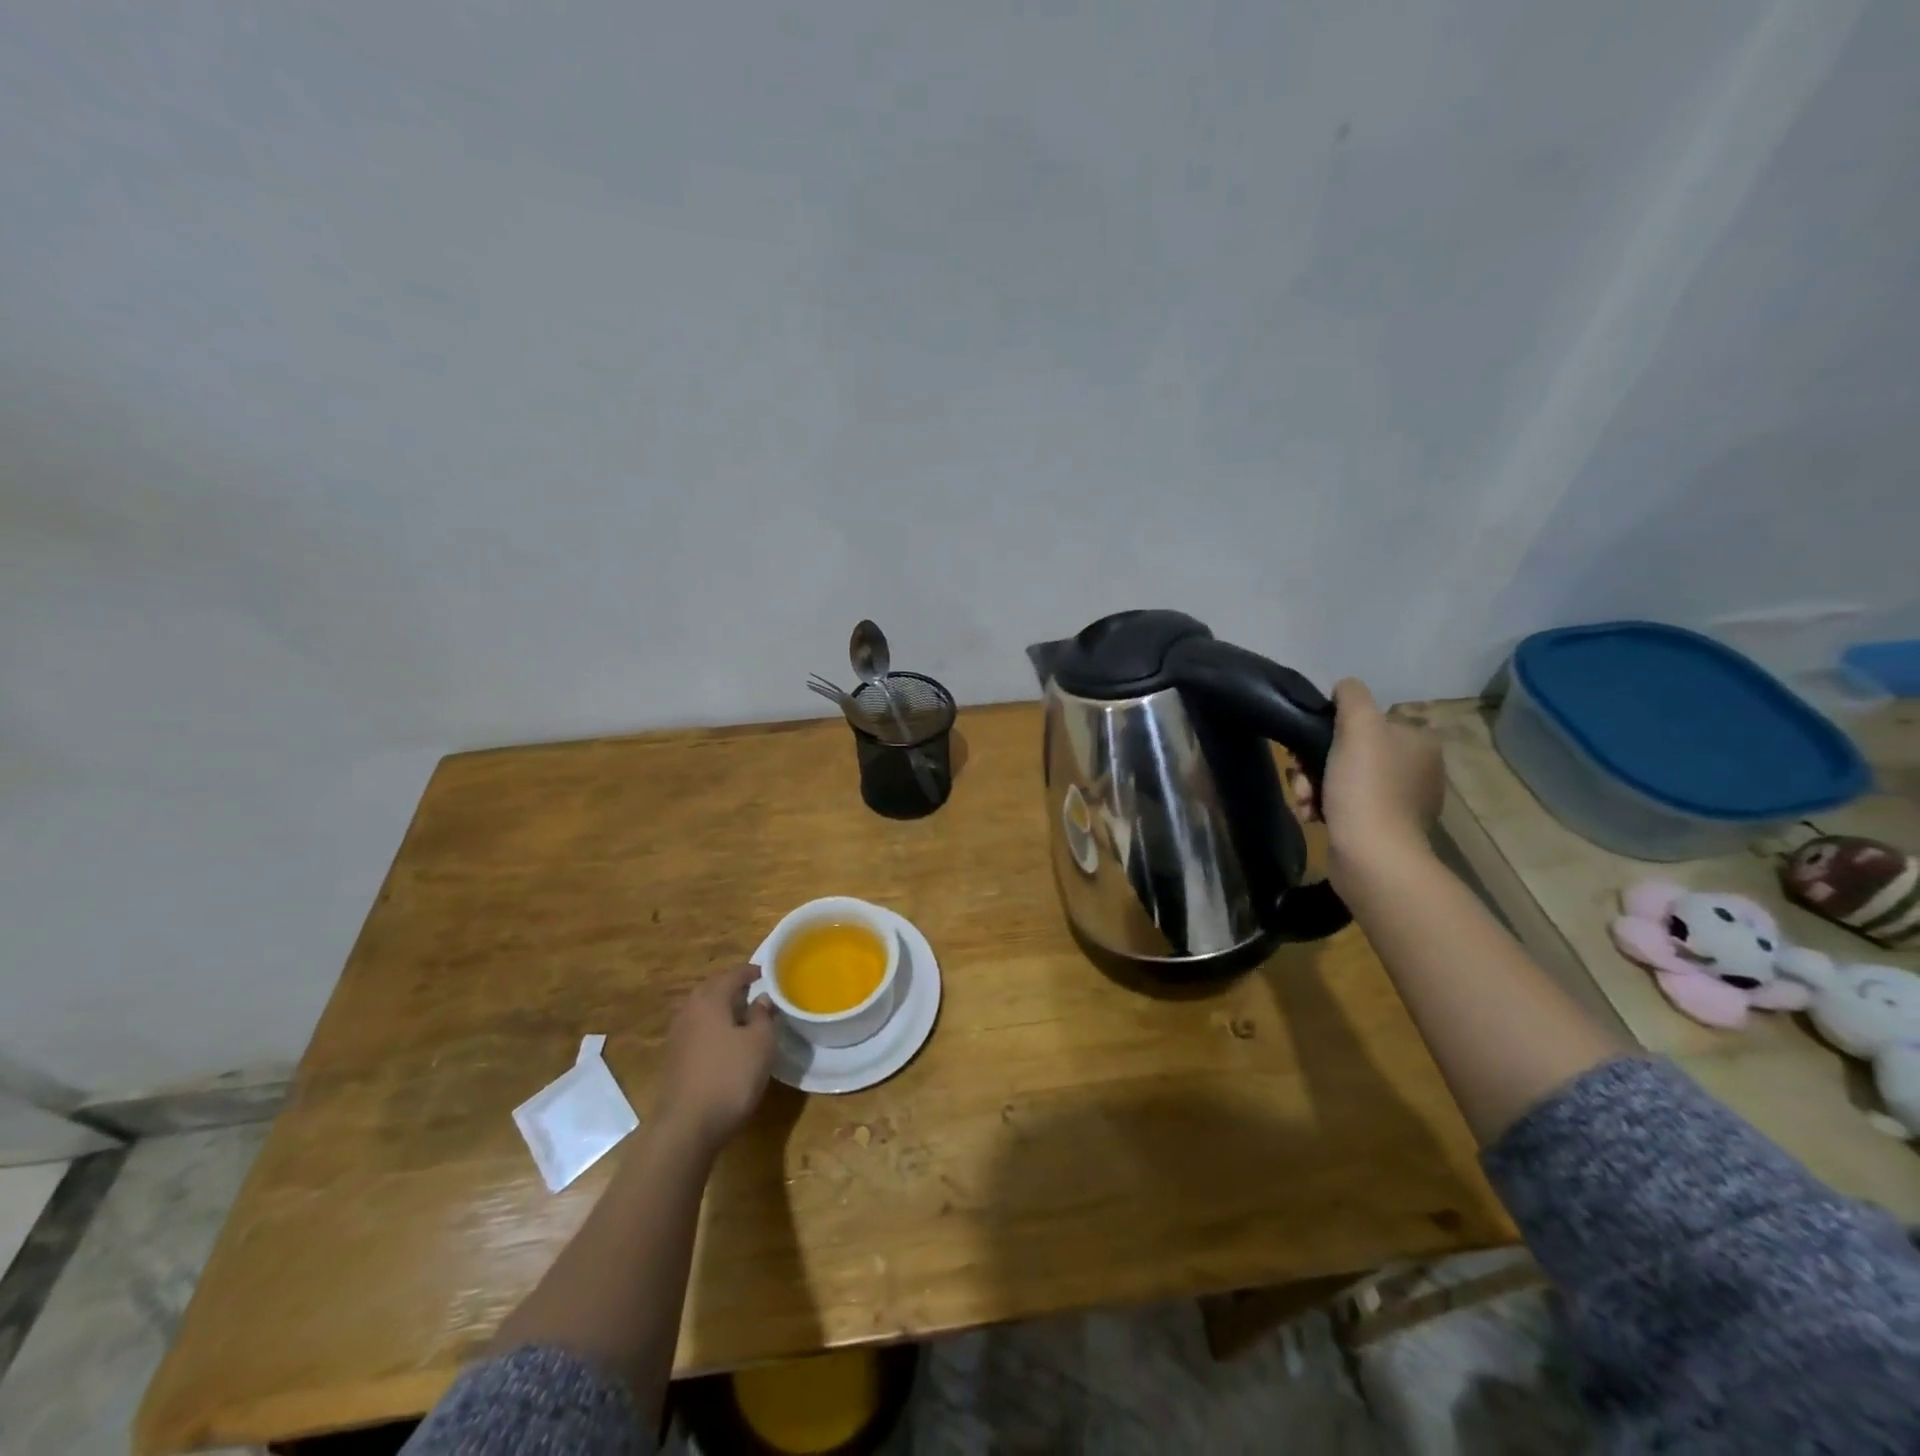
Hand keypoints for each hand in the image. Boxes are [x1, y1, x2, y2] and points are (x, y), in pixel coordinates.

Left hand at [653, 963, 777, 1154]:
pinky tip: (726, 1042)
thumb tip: (761, 999)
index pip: (733, 974)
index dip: (751, 972)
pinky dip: (712, 1028)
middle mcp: (689, 1010)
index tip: (767, 973)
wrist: (687, 1126)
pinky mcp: (674, 1058)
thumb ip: (763, 1015)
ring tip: (743, 1017)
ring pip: (703, 1010)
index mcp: (710, 999)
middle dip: (733, 987)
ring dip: (721, 1009)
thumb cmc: (730, 1076)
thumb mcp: (761, 1043)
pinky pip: (697, 1030)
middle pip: (713, 989)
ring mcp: (677, 1035)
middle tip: (755, 992)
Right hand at [1291, 679, 1443, 886]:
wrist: (1372, 855)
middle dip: (1314, 764)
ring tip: (1304, 801)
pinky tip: (1312, 816)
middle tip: (1300, 778)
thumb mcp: (1358, 725)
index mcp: (1419, 742)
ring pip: (1341, 779)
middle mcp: (1417, 769)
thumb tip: (1345, 688)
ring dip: (1312, 786)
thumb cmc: (1365, 786)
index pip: (1368, 721)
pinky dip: (1324, 808)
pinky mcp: (1383, 829)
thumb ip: (1352, 696)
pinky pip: (1345, 807)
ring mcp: (1401, 802)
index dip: (1332, 729)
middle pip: (1349, 752)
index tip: (1309, 744)